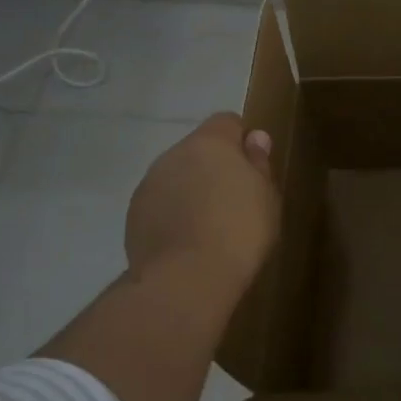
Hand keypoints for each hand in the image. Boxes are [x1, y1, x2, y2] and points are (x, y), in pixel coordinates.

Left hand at [123, 113, 279, 294]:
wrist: (187, 279)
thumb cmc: (240, 230)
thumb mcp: (266, 196)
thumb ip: (258, 163)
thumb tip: (255, 138)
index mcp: (210, 143)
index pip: (227, 121)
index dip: (241, 141)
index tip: (252, 169)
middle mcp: (173, 155)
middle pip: (198, 150)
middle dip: (214, 167)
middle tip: (235, 200)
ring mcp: (149, 184)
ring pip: (176, 176)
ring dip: (191, 189)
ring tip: (209, 225)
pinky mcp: (134, 215)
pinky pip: (160, 203)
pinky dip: (173, 213)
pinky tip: (187, 241)